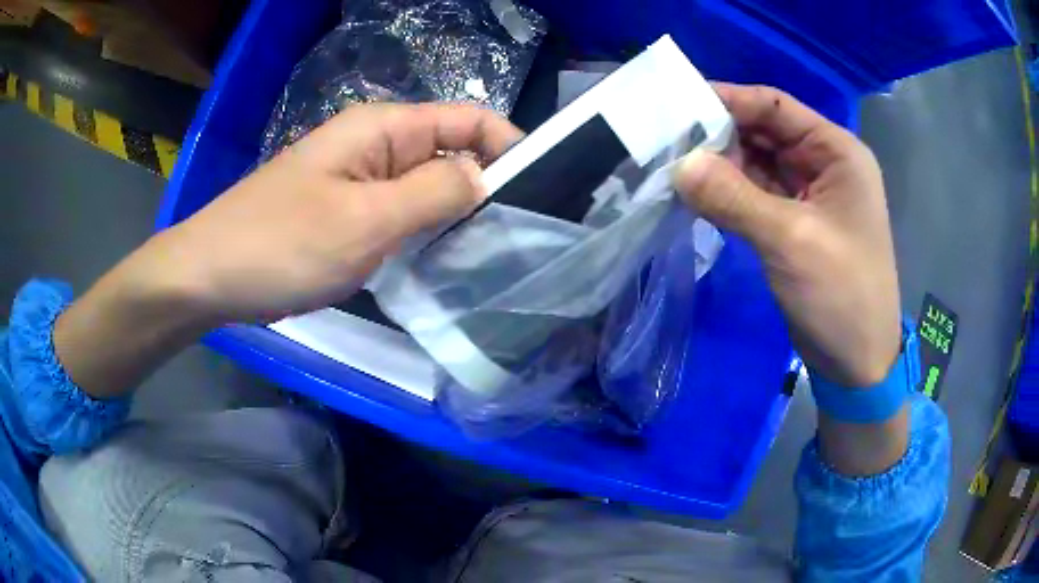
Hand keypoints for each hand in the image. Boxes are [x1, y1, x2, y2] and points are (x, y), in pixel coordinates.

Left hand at [155, 103, 522, 322]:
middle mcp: (377, 145)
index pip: (469, 118)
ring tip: (491, 252)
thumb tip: (485, 176)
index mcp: (384, 128)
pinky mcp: (347, 212)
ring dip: (457, 212)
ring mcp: (360, 180)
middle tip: (520, 236)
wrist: (210, 275)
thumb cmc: (281, 245)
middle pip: (451, 151)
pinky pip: (401, 212)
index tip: (543, 190)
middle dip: (488, 185)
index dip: (511, 145)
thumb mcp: (364, 220)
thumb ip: (433, 193)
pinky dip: (426, 231)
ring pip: (427, 186)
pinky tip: (442, 261)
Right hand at [673, 84, 899, 388]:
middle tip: (664, 139)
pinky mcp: (796, 223)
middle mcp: (824, 164)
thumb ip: (734, 197)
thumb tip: (679, 164)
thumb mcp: (791, 241)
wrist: (858, 364)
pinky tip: (696, 194)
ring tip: (671, 165)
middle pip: (764, 131)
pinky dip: (729, 192)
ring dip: (720, 164)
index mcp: (837, 152)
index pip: (776, 106)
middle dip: (719, 133)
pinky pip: (757, 194)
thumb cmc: (841, 296)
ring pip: (757, 163)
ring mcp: (810, 194)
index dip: (728, 99)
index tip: (676, 104)